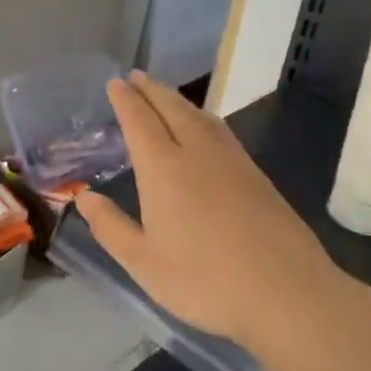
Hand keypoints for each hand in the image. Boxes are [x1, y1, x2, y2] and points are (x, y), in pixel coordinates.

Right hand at [77, 73, 340, 350]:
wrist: (286, 293)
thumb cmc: (204, 280)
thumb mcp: (143, 262)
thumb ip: (110, 226)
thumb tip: (84, 197)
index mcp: (164, 169)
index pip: (140, 121)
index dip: (125, 100)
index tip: (115, 83)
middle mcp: (198, 154)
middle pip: (172, 108)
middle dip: (152, 90)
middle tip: (136, 77)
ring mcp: (233, 162)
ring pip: (201, 117)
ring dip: (179, 100)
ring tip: (165, 97)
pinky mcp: (257, 176)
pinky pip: (221, 131)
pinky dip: (203, 118)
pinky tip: (205, 131)